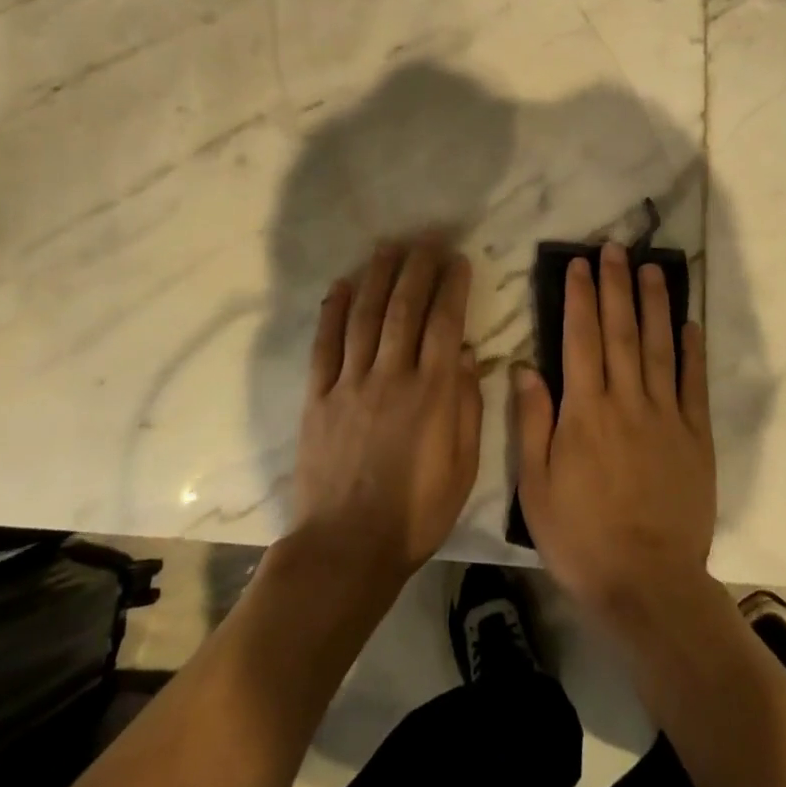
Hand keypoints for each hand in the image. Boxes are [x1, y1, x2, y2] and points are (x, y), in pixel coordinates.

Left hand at [291, 240, 481, 585]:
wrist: (346, 549)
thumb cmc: (416, 512)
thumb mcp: (462, 466)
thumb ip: (466, 406)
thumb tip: (466, 354)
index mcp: (431, 393)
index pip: (445, 323)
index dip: (452, 285)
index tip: (458, 258)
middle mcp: (391, 376)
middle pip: (404, 308)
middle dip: (417, 267)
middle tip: (426, 237)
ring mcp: (350, 384)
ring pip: (365, 316)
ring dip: (378, 277)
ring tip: (388, 247)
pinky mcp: (318, 397)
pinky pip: (325, 345)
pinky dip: (332, 312)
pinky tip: (340, 286)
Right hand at [514, 243, 715, 623]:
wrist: (647, 585)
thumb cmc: (581, 537)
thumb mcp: (536, 487)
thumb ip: (532, 422)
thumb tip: (525, 367)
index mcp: (584, 411)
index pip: (580, 339)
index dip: (579, 298)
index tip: (579, 265)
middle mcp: (626, 401)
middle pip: (620, 331)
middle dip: (616, 285)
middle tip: (615, 248)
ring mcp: (666, 416)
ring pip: (658, 347)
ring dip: (654, 304)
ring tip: (652, 268)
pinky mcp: (696, 436)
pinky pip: (694, 384)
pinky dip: (692, 351)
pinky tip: (689, 323)